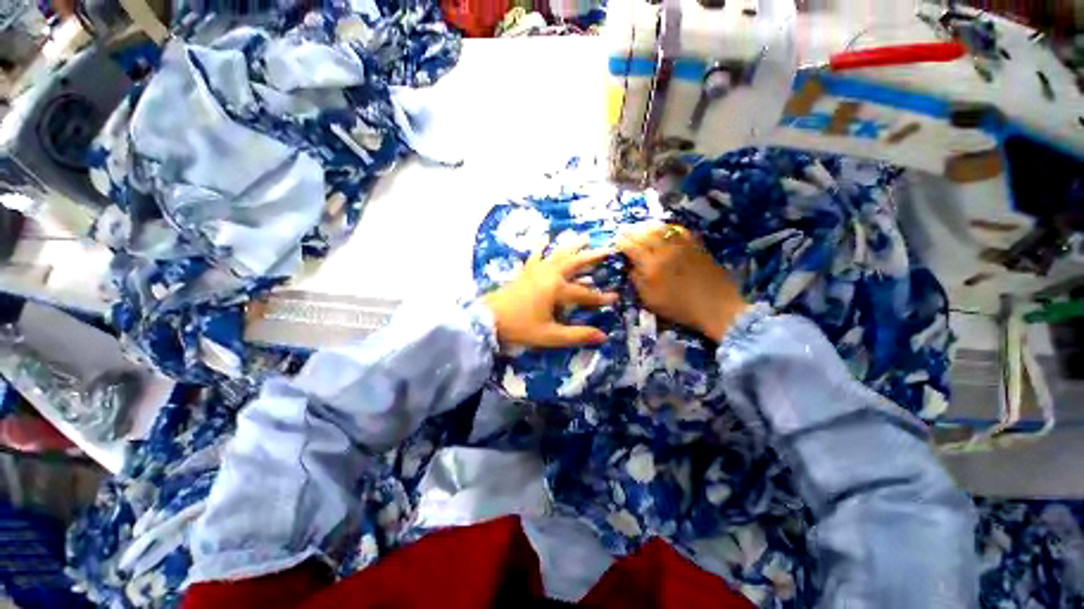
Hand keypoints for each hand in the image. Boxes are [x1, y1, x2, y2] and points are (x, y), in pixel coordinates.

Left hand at [483, 239, 617, 348]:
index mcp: (557, 289)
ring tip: (585, 237)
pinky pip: (535, 255)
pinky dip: (541, 247)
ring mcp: (536, 270)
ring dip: (573, 246)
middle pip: (575, 263)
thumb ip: (577, 335)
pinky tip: (544, 238)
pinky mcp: (525, 271)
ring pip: (558, 254)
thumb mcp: (550, 335)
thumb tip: (603, 336)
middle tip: (608, 249)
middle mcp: (549, 274)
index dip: (600, 297)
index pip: (585, 293)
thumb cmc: (520, 327)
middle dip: (592, 257)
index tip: (615, 298)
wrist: (488, 319)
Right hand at [618, 224, 747, 341]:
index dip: (621, 242)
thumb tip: (630, 266)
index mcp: (652, 266)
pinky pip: (678, 229)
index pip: (632, 247)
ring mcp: (682, 245)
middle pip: (644, 234)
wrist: (716, 306)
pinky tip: (663, 231)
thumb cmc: (679, 307)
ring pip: (660, 228)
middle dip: (631, 232)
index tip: (616, 242)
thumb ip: (637, 281)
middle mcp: (665, 251)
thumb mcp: (650, 300)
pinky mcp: (695, 244)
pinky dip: (666, 228)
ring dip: (647, 227)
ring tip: (640, 230)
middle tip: (625, 233)